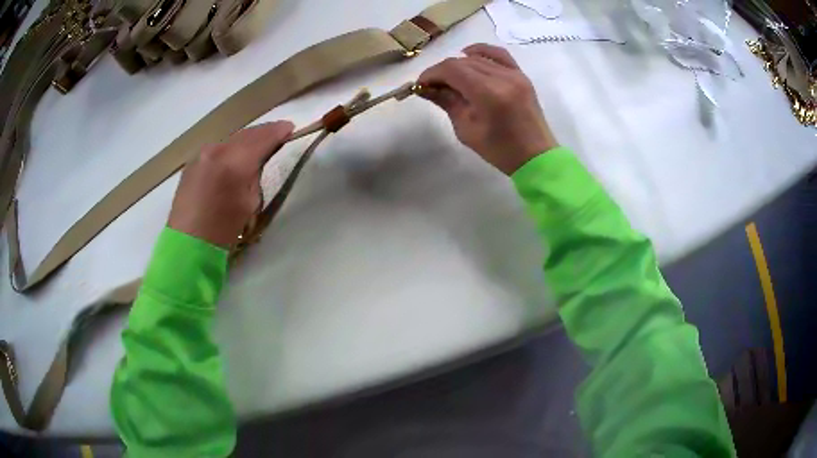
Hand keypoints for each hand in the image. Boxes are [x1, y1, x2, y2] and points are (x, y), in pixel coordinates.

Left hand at [168, 121, 293, 247]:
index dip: (278, 132)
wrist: (187, 245)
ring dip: (246, 141)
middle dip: (263, 133)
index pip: (262, 138)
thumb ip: (255, 177)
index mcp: (234, 163)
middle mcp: (216, 151)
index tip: (290, 129)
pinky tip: (234, 158)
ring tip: (257, 146)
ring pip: (230, 140)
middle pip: (246, 134)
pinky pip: (217, 149)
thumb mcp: (249, 204)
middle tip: (278, 134)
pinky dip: (230, 150)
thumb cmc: (222, 231)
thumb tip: (256, 164)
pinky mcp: (192, 163)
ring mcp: (201, 154)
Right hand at [418, 43, 557, 174]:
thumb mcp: (466, 129)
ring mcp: (515, 74)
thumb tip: (425, 88)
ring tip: (450, 78)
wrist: (536, 156)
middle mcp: (502, 77)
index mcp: (488, 94)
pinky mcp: (521, 75)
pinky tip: (468, 55)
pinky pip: (498, 54)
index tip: (420, 84)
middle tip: (432, 85)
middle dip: (443, 71)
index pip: (452, 70)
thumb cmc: (500, 150)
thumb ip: (446, 102)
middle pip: (463, 62)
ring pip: (478, 57)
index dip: (432, 73)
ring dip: (458, 64)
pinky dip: (481, 52)